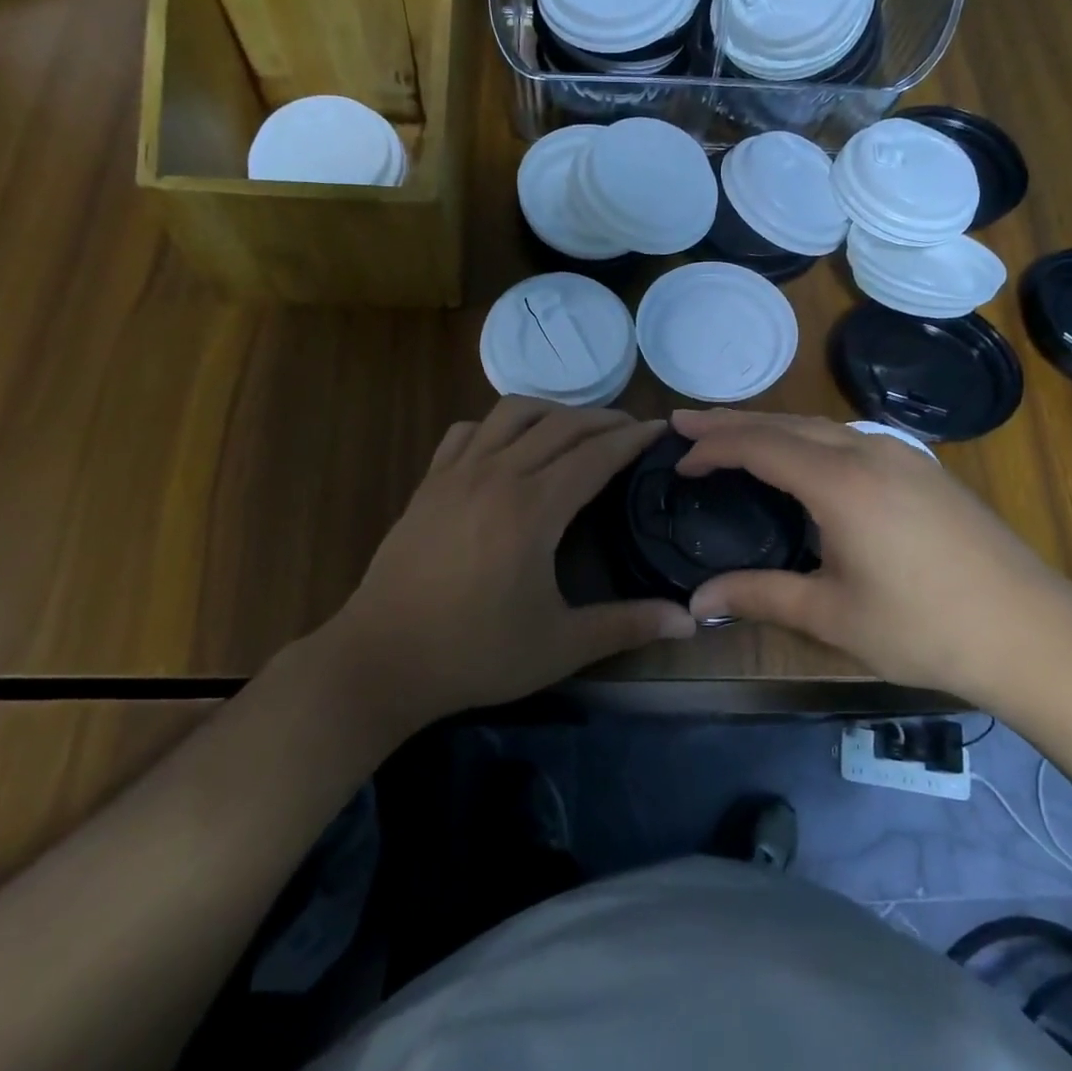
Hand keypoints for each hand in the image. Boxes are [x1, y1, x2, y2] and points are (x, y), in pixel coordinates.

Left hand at [324, 398, 695, 726]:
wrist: (381, 659)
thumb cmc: (474, 654)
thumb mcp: (560, 646)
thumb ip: (627, 626)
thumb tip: (690, 621)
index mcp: (534, 508)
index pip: (596, 454)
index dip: (633, 438)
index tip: (661, 429)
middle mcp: (497, 474)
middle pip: (561, 425)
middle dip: (603, 419)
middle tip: (631, 429)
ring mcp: (457, 473)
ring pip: (512, 414)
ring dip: (553, 412)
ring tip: (576, 429)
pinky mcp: (429, 482)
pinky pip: (467, 431)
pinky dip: (497, 426)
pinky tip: (508, 447)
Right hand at [673, 409, 1071, 706]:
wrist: (1033, 632)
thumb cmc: (925, 628)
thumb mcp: (831, 615)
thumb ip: (759, 596)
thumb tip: (696, 602)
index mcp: (840, 482)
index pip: (759, 445)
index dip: (713, 447)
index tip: (677, 458)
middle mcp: (868, 451)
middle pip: (785, 422)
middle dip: (732, 422)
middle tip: (686, 424)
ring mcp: (902, 454)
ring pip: (819, 425)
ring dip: (770, 427)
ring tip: (731, 435)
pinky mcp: (922, 467)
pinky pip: (847, 436)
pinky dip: (806, 437)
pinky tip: (800, 456)